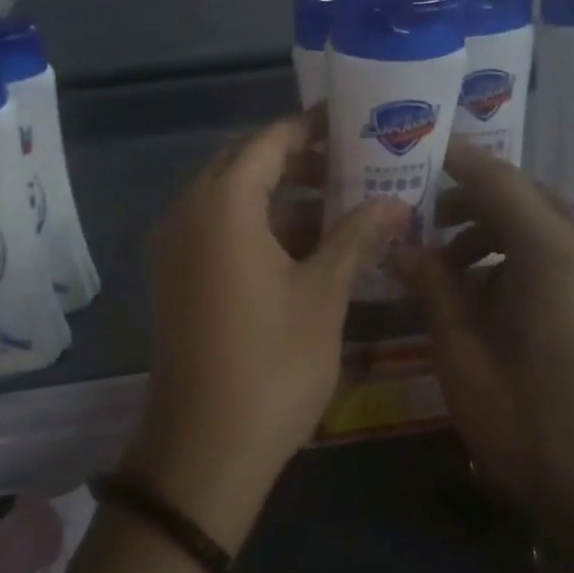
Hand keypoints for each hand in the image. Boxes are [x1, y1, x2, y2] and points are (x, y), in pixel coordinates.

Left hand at [127, 111, 407, 547]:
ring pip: (232, 201)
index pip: (267, 142)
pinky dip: (260, 228)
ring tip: (342, 205)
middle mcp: (188, 215)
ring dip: (282, 198)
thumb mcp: (323, 295)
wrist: (203, 451)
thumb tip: (397, 201)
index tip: (351, 121)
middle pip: (244, 165)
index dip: (310, 127)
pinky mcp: (178, 280)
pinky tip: (309, 248)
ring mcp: (176, 250)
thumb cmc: (270, 365)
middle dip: (298, 161)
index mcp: (221, 206)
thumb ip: (357, 237)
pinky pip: (220, 232)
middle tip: (352, 164)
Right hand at [390, 139, 573, 530]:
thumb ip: (433, 286)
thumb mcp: (462, 351)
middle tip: (418, 215)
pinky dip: (514, 254)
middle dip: (467, 198)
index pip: (496, 179)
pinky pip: (554, 252)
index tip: (410, 154)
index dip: (452, 161)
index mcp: (550, 251)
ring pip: (537, 222)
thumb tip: (403, 248)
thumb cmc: (527, 420)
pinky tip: (480, 294)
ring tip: (442, 263)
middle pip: (520, 194)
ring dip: (489, 229)